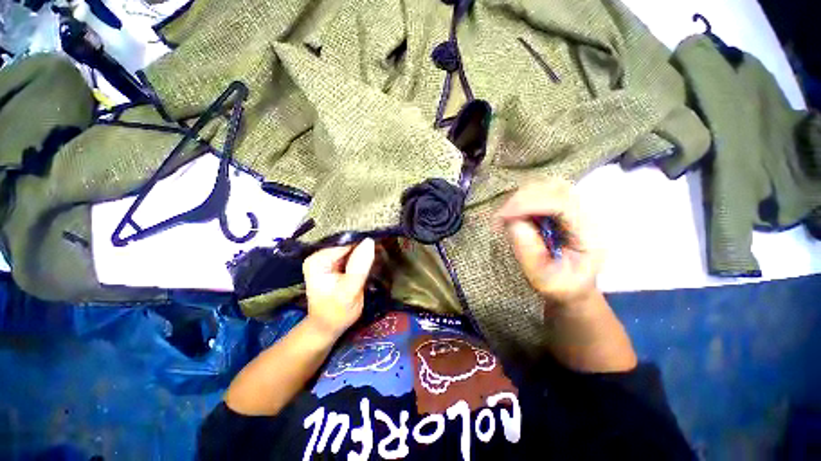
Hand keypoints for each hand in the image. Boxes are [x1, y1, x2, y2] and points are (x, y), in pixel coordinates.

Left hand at [303, 238, 375, 339]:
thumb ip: (359, 267)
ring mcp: (329, 259)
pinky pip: (353, 255)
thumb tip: (370, 241)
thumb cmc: (337, 312)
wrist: (330, 326)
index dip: (363, 243)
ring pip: (352, 248)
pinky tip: (374, 257)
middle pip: (348, 244)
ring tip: (381, 251)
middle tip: (383, 247)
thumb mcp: (349, 291)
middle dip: (365, 246)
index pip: (345, 243)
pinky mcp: (337, 264)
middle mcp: (321, 255)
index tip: (380, 242)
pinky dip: (364, 256)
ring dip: (366, 250)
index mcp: (318, 260)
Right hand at [497, 179, 603, 310]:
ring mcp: (576, 206)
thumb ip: (529, 254)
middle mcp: (587, 213)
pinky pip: (542, 192)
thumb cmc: (562, 285)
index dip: (530, 204)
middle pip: (555, 188)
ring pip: (547, 186)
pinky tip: (514, 213)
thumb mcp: (545, 279)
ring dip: (521, 198)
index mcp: (590, 233)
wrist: (574, 283)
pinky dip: (523, 199)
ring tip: (505, 216)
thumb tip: (512, 223)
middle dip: (522, 198)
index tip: (503, 215)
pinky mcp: (563, 206)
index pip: (562, 203)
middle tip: (500, 217)